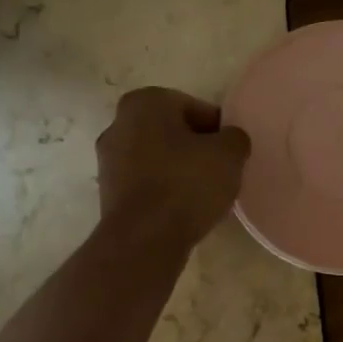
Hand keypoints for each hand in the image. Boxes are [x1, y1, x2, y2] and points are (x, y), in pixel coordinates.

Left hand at [96, 87, 250, 248]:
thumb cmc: (186, 184)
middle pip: (173, 133)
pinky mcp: (108, 193)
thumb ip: (235, 138)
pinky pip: (146, 184)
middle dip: (196, 150)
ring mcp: (108, 160)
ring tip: (204, 195)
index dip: (218, 131)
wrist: (144, 239)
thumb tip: (229, 140)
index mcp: (145, 102)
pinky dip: (164, 192)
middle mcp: (118, 124)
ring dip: (179, 171)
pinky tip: (182, 210)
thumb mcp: (229, 154)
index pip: (195, 108)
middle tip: (220, 173)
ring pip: (158, 159)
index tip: (231, 154)